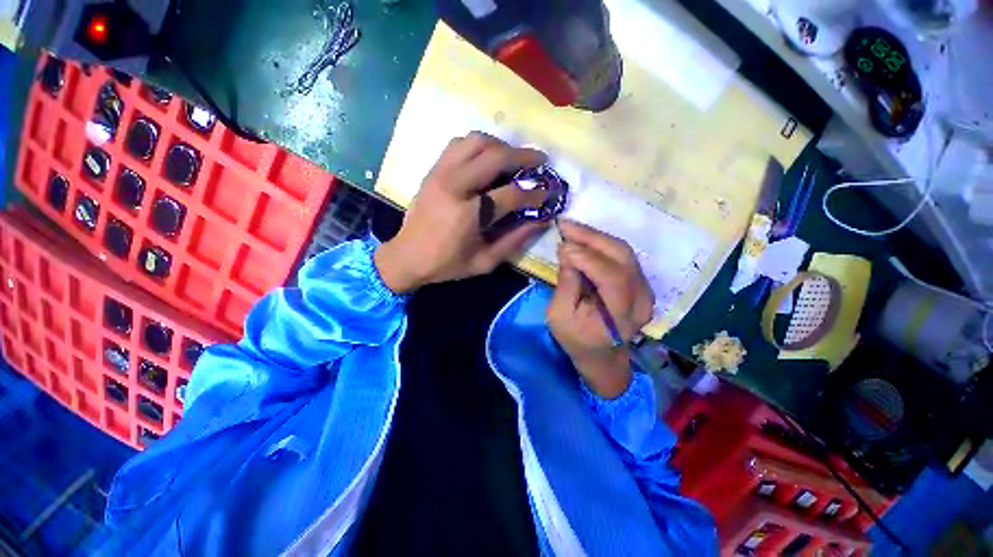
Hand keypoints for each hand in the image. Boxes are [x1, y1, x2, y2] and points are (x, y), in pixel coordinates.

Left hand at [374, 132, 549, 293]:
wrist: (406, 257)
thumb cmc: (447, 264)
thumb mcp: (484, 262)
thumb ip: (514, 241)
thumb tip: (541, 221)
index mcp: (468, 215)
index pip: (510, 194)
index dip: (534, 194)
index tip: (548, 193)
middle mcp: (454, 186)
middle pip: (494, 156)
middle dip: (524, 156)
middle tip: (540, 162)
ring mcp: (440, 173)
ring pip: (476, 141)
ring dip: (501, 146)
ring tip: (513, 160)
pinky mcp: (433, 170)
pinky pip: (459, 144)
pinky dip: (478, 145)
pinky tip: (487, 159)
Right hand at [547, 222, 654, 398]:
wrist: (601, 355)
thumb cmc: (576, 339)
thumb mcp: (559, 316)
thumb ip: (566, 285)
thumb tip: (569, 252)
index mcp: (622, 316)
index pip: (612, 277)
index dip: (587, 257)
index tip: (562, 245)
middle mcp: (642, 299)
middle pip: (622, 257)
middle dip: (592, 237)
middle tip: (566, 226)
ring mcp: (645, 289)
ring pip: (624, 251)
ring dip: (596, 237)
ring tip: (572, 229)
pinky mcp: (640, 282)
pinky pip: (622, 255)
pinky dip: (602, 244)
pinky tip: (584, 239)